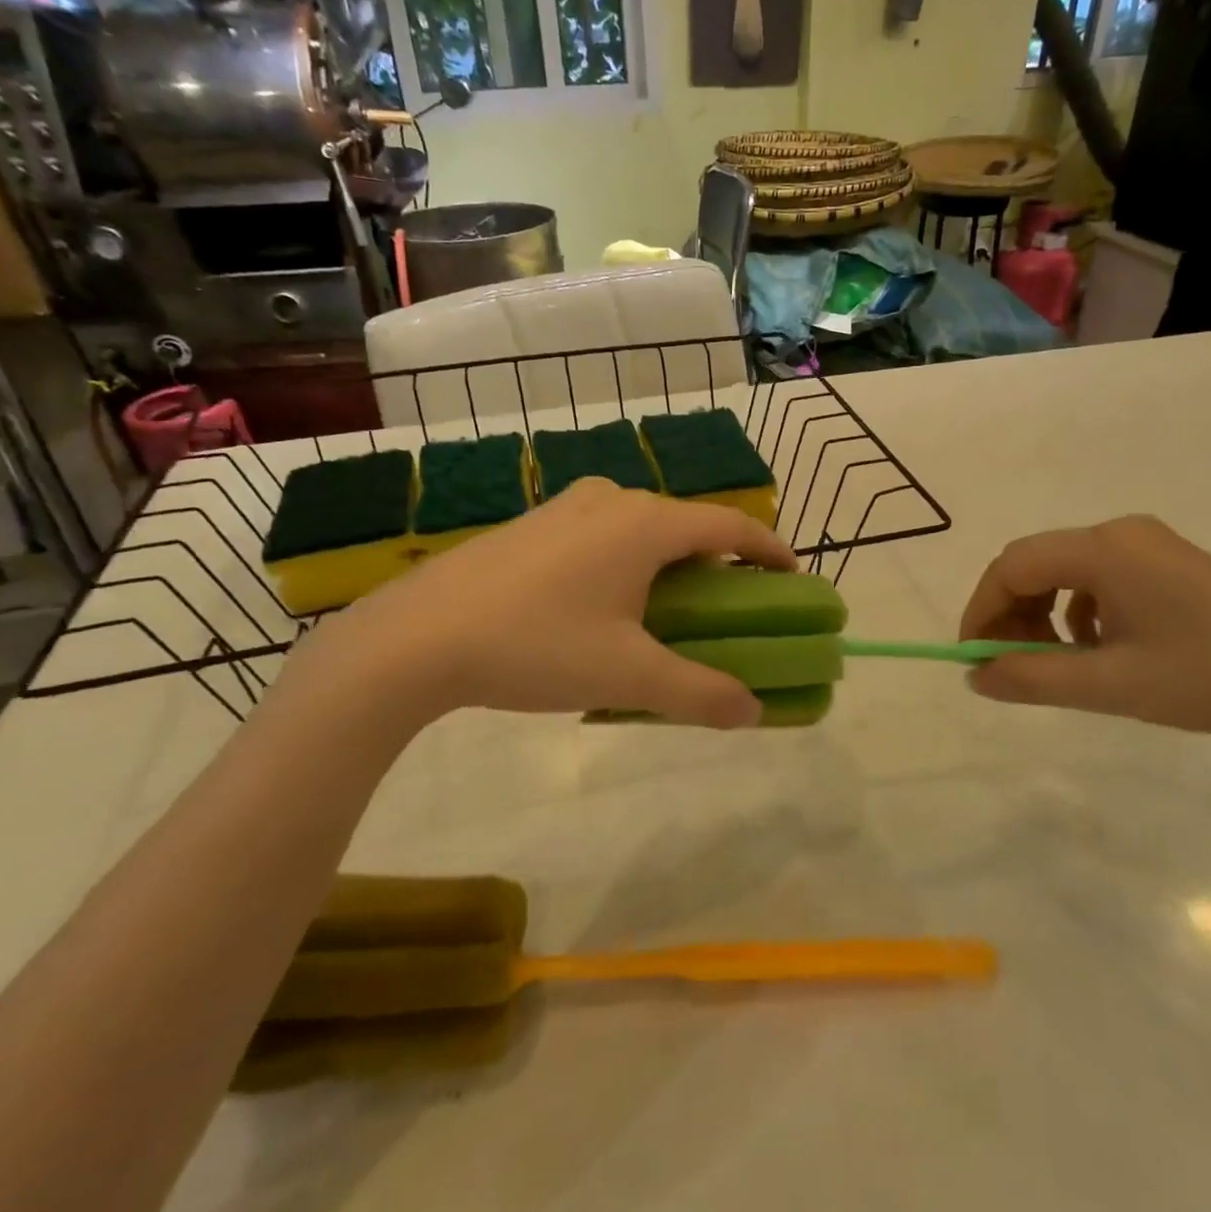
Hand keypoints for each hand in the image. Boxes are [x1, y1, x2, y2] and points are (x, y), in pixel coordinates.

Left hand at [277, 479, 795, 736]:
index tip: (792, 577)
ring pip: (640, 528)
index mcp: (645, 524)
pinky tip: (606, 605)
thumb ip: (699, 692)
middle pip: (685, 525)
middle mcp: (611, 501)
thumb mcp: (626, 675)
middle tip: (730, 606)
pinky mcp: (532, 525)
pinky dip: (627, 562)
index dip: (769, 549)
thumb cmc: (536, 646)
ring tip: (670, 610)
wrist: (418, 636)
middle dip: (717, 562)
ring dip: (669, 562)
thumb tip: (753, 710)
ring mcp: (566, 508)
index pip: (729, 525)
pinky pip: (602, 535)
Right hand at [959, 515, 1210, 739]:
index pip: (1012, 567)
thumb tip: (976, 677)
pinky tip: (1097, 649)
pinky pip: (1096, 577)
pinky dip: (1076, 611)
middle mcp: (1118, 533)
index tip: (974, 657)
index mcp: (1103, 550)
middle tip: (1011, 665)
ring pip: (1062, 571)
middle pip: (1034, 563)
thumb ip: (1032, 679)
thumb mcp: (1111, 685)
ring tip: (1055, 662)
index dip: (981, 610)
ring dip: (1042, 613)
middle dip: (1011, 613)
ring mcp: (1146, 544)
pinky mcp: (1165, 562)